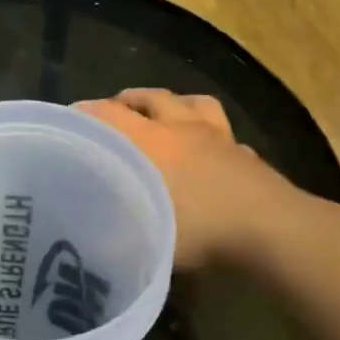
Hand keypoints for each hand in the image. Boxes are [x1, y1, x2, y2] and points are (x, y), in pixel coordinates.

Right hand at [75, 89, 293, 268]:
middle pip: (152, 98)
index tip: (68, 119)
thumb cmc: (201, 230)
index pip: (108, 115)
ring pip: (193, 103)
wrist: (271, 230)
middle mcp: (182, 129)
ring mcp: (220, 138)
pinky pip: (226, 134)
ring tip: (160, 115)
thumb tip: (92, 239)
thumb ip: (114, 234)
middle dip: (127, 100)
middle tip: (112, 112)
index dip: (85, 113)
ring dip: (173, 104)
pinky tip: (210, 151)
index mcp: (152, 142)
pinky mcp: (247, 154)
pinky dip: (212, 137)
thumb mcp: (145, 240)